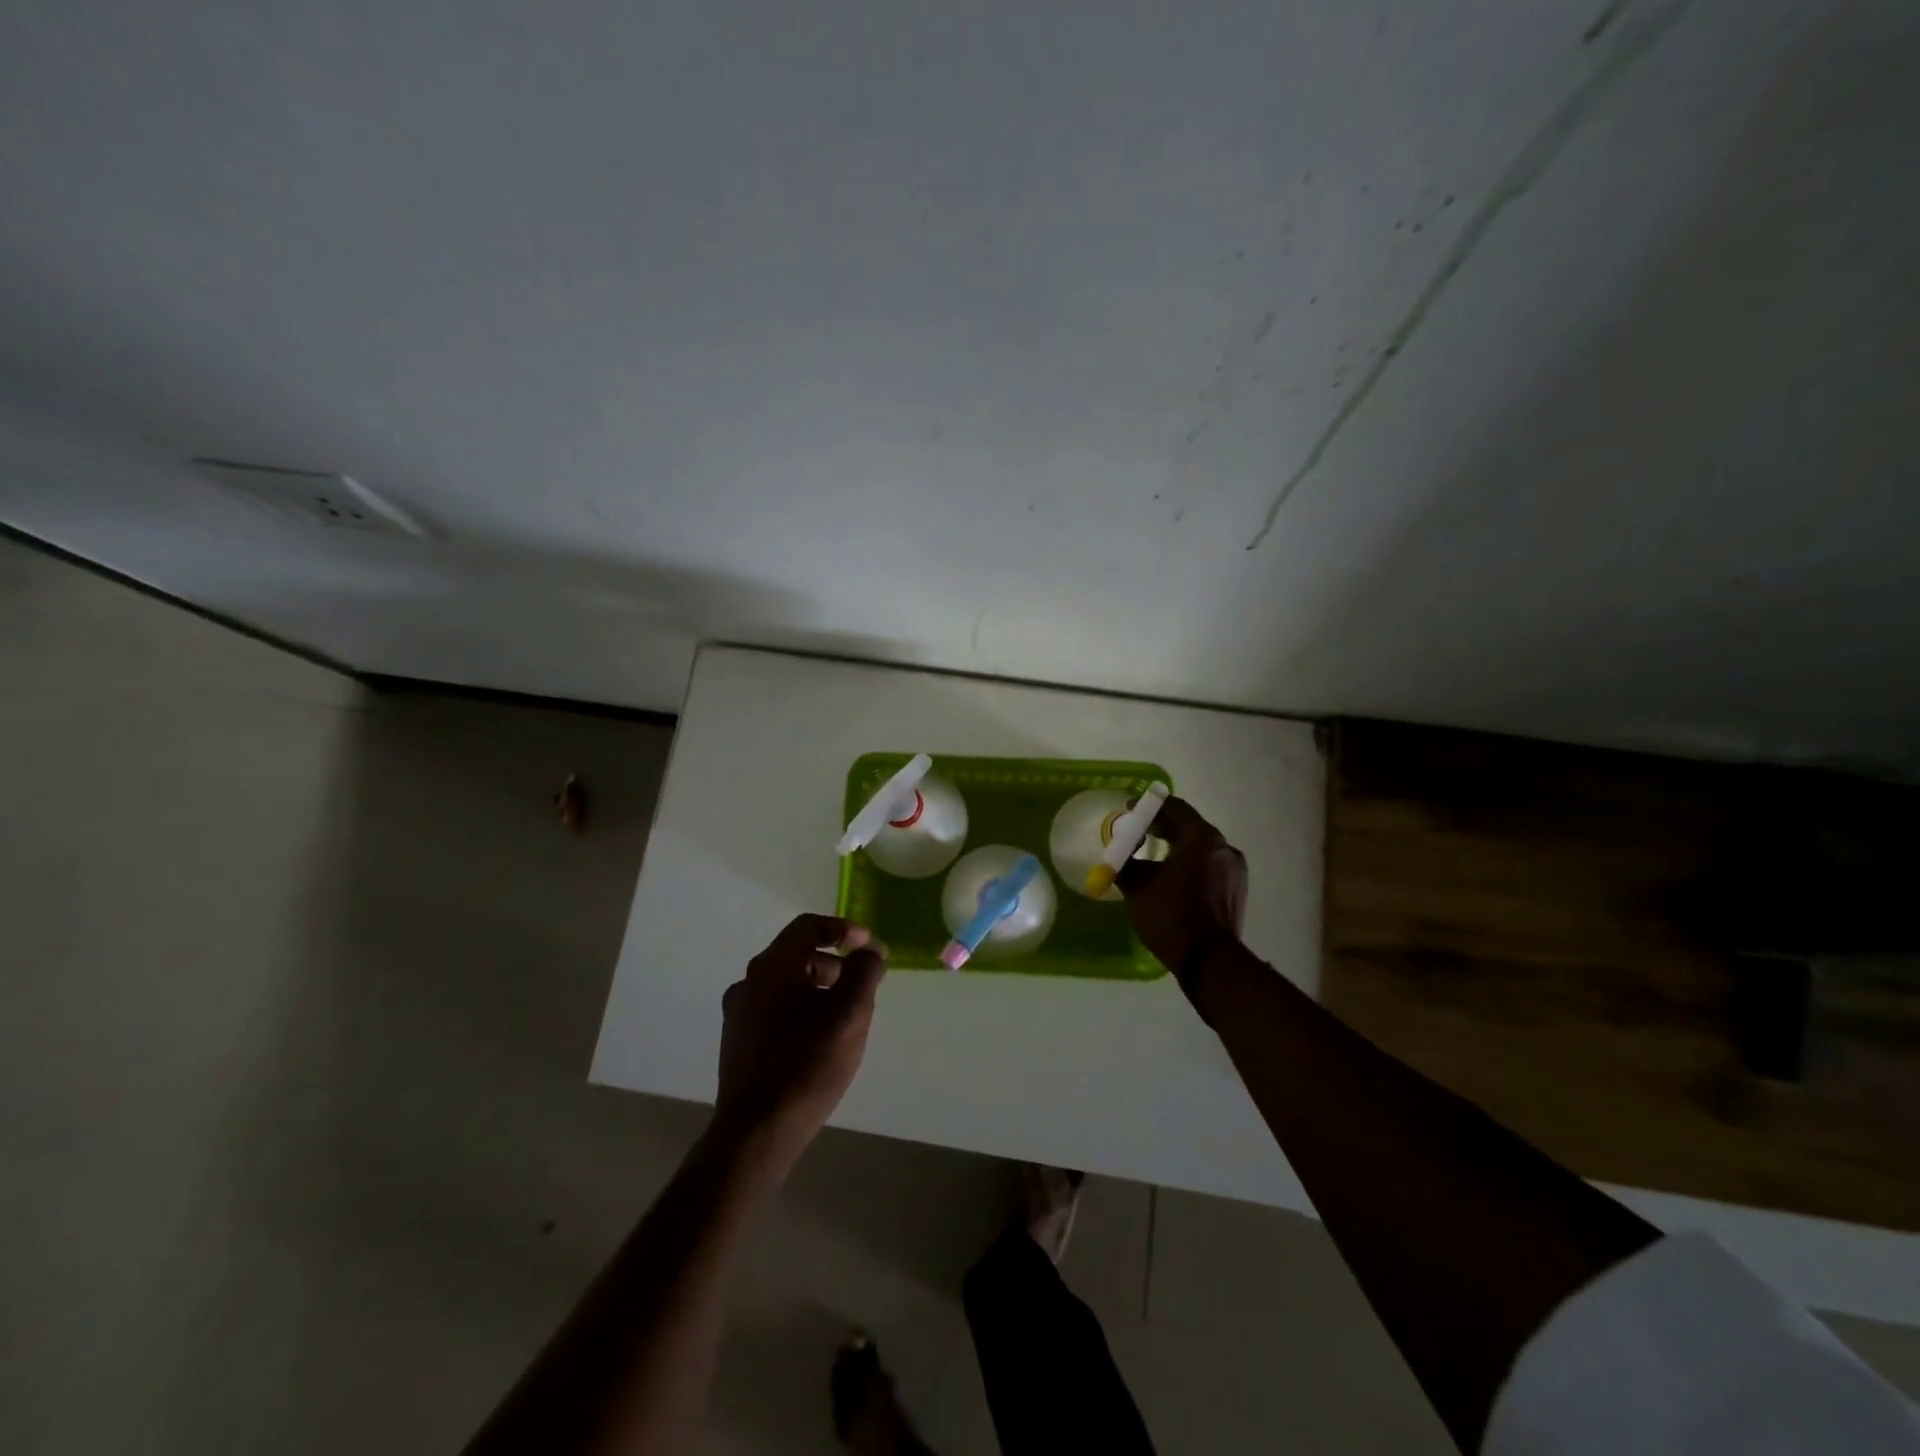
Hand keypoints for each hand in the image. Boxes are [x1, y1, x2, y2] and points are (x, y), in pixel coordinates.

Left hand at [713, 913, 887, 1172]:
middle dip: (834, 963)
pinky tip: (819, 1041)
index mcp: (772, 966)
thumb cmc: (807, 1064)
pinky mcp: (738, 1043)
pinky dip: (801, 1011)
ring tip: (845, 1017)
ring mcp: (738, 1014)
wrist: (757, 1133)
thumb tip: (870, 951)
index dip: (843, 929)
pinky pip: (775, 1011)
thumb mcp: (850, 1012)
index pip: (808, 926)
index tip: (869, 947)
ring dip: (818, 989)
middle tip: (862, 985)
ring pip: (786, 986)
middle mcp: (748, 982)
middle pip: (796, 955)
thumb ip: (864, 971)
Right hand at [1116, 797, 1246, 1007]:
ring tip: (1152, 859)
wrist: (1209, 961)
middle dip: (1161, 827)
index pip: (1173, 808)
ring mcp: (1234, 868)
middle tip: (1136, 834)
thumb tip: (1116, 857)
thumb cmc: (1171, 917)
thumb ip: (1125, 864)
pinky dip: (1190, 863)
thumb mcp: (1137, 888)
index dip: (1147, 808)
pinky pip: (1209, 864)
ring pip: (1200, 846)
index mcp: (1201, 838)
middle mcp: (1223, 846)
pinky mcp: (1237, 888)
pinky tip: (1173, 878)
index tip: (1127, 814)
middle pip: (1188, 825)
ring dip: (1176, 846)